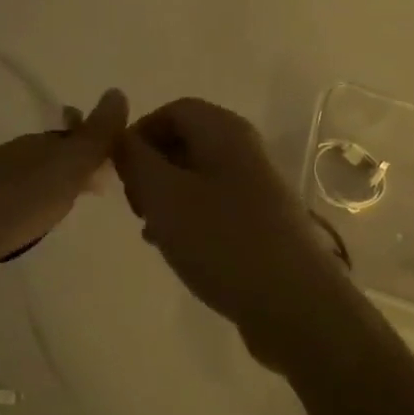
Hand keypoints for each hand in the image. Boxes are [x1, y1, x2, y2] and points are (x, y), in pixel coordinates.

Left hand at [0, 90, 128, 305]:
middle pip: (54, 158)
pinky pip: (17, 211)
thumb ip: (93, 137)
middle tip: (104, 182)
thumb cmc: (9, 202)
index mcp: (38, 147)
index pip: (75, 135)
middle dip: (78, 165)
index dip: (97, 143)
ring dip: (55, 190)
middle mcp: (16, 164)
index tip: (121, 157)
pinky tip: (36, 228)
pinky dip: (33, 213)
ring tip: (76, 205)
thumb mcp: (62, 166)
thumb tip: (118, 92)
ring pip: (35, 185)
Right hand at [114, 98, 357, 369]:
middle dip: (151, 167)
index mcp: (224, 132)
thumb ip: (135, 160)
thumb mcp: (163, 195)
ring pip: (196, 176)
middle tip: (135, 204)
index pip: (173, 110)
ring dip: (165, 196)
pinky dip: (188, 218)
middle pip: (185, 141)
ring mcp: (256, 187)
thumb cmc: (222, 240)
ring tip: (150, 229)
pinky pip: (213, 205)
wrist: (294, 304)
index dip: (140, 133)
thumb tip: (120, 137)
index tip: (119, 171)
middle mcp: (244, 150)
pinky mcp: (260, 222)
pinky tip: (176, 248)